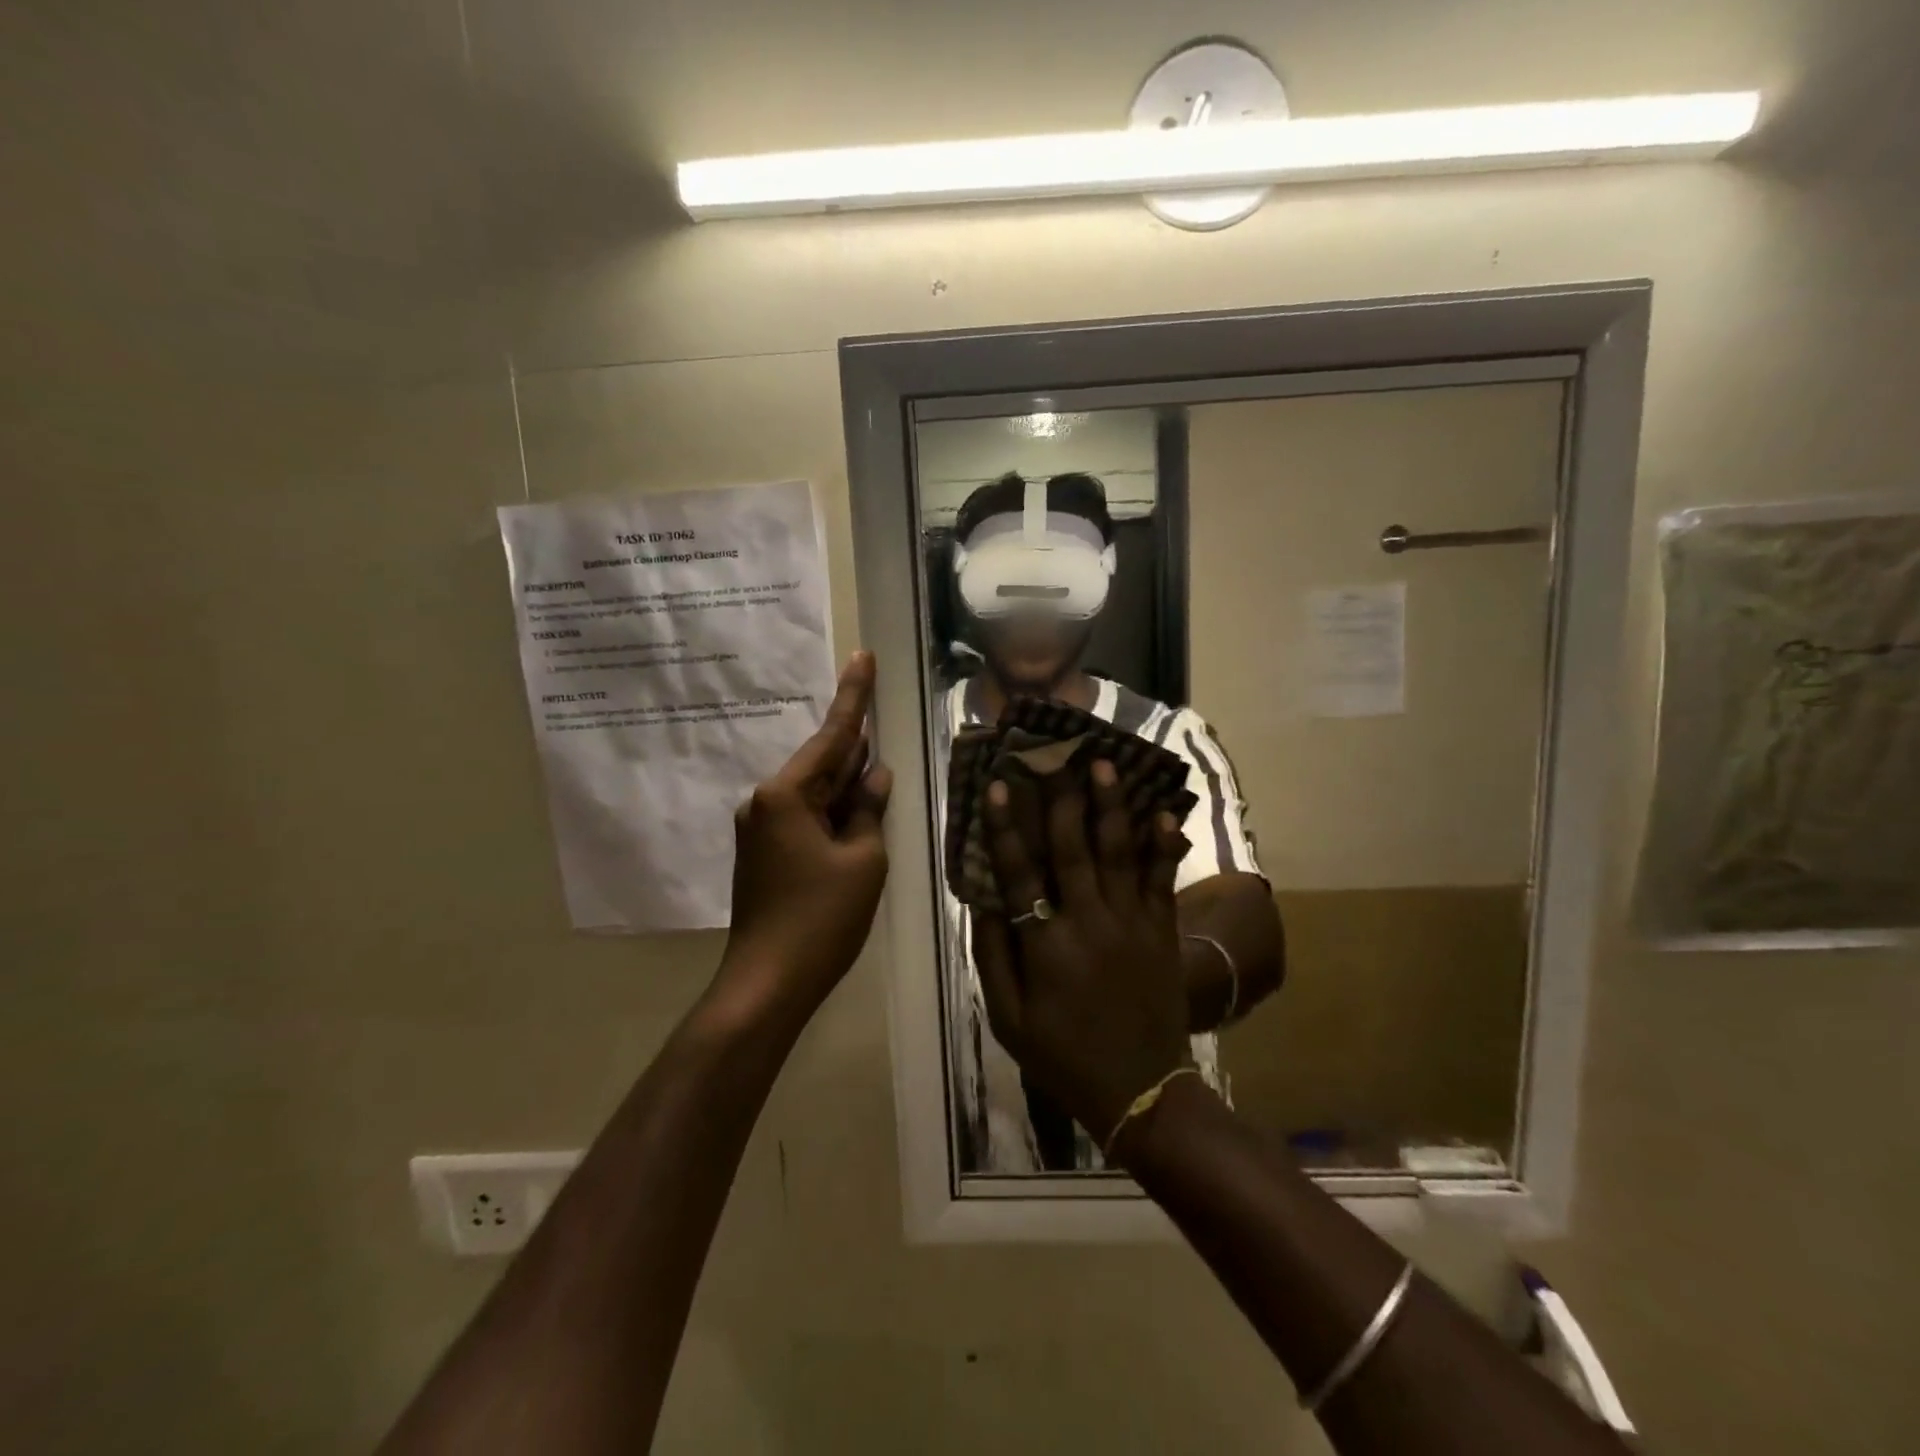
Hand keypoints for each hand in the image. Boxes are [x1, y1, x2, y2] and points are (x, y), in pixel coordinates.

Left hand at [719, 652, 892, 1023]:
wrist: (768, 982)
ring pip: (815, 794)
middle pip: (821, 763)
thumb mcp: (863, 860)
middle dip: (854, 746)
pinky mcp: (765, 854)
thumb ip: (868, 810)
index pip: (832, 736)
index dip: (854, 697)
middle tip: (880, 710)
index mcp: (786, 795)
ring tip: (878, 765)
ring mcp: (761, 829)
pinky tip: (857, 811)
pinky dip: (833, 811)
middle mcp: (765, 802)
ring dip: (846, 784)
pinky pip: (806, 818)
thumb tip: (876, 776)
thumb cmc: (821, 918)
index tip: (861, 656)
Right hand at [970, 761, 1192, 1149]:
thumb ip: (993, 956)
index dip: (1007, 827)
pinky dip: (1162, 844)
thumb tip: (984, 900)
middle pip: (1073, 848)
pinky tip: (1162, 812)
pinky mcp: (1161, 931)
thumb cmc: (1063, 1055)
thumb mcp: (1008, 1019)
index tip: (998, 787)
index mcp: (1046, 944)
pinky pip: (1162, 879)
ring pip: (1119, 852)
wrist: (1139, 1090)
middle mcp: (1088, 922)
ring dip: (1111, 806)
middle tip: (1060, 756)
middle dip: (1065, 799)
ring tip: (1107, 766)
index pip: (1019, 872)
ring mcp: (1131, 923)